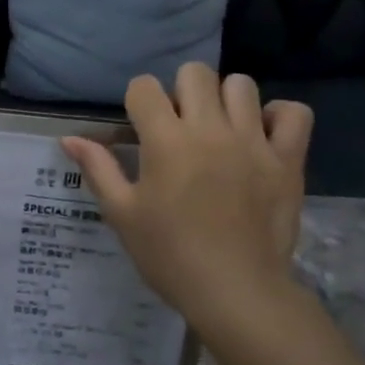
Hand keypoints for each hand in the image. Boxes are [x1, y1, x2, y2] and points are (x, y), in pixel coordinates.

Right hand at [63, 64, 312, 341]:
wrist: (235, 292)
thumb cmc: (169, 255)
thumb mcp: (123, 214)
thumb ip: (98, 169)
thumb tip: (70, 138)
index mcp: (166, 141)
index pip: (144, 87)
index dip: (138, 102)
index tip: (141, 129)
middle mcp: (210, 129)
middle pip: (195, 72)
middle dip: (180, 91)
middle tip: (180, 128)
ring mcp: (253, 141)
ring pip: (241, 85)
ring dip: (225, 100)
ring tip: (220, 130)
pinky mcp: (288, 159)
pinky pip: (294, 113)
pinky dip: (279, 116)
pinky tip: (262, 136)